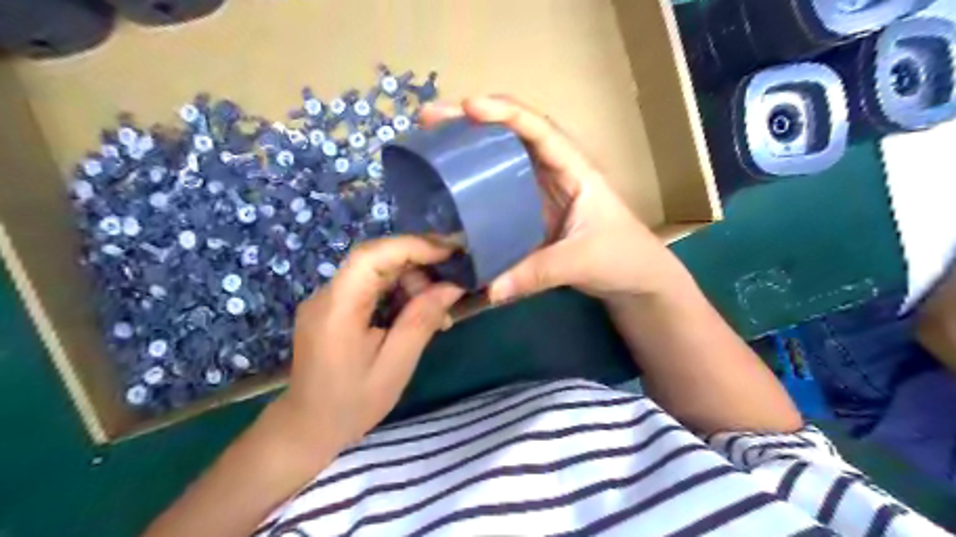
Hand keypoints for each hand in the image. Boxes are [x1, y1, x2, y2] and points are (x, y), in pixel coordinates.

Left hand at [277, 237, 467, 449]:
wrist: (307, 427)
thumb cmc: (351, 404)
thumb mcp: (395, 366)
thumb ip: (422, 321)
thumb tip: (452, 287)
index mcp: (337, 309)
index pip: (371, 257)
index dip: (412, 246)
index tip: (450, 252)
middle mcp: (328, 294)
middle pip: (376, 259)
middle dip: (419, 264)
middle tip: (452, 283)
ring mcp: (328, 298)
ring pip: (377, 270)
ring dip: (412, 281)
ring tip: (439, 311)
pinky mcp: (334, 306)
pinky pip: (371, 286)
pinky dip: (400, 292)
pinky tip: (419, 313)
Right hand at [420, 97, 691, 300]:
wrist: (635, 281)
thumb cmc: (623, 258)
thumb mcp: (583, 260)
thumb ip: (537, 273)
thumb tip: (489, 289)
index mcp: (575, 169)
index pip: (540, 129)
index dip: (505, 113)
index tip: (467, 107)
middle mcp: (555, 172)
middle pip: (513, 136)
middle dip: (473, 123)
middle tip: (430, 119)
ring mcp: (541, 193)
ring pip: (503, 160)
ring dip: (471, 149)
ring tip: (432, 144)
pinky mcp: (531, 215)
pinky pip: (500, 192)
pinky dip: (477, 184)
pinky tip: (452, 188)